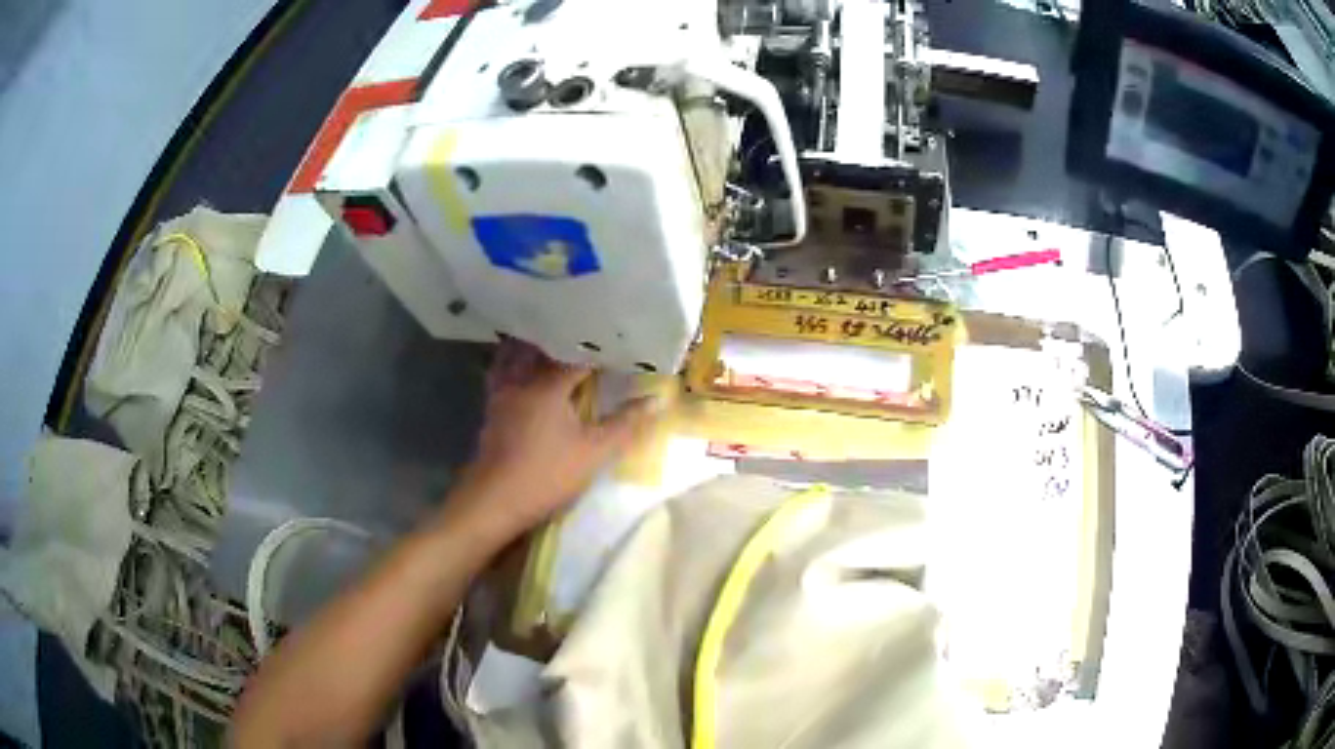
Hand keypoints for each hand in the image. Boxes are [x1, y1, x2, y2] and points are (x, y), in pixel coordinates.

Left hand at [447, 352, 657, 542]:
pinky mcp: (491, 411)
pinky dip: (513, 367)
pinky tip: (523, 375)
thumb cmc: (547, 474)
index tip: (618, 345)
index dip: (599, 349)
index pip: (578, 355)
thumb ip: (625, 424)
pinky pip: (502, 376)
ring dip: (534, 349)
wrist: (494, 501)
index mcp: (548, 385)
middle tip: (588, 339)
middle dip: (565, 343)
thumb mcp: (594, 452)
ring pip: (517, 359)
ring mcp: (501, 395)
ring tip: (554, 347)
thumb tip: (657, 400)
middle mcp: (521, 381)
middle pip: (543, 350)